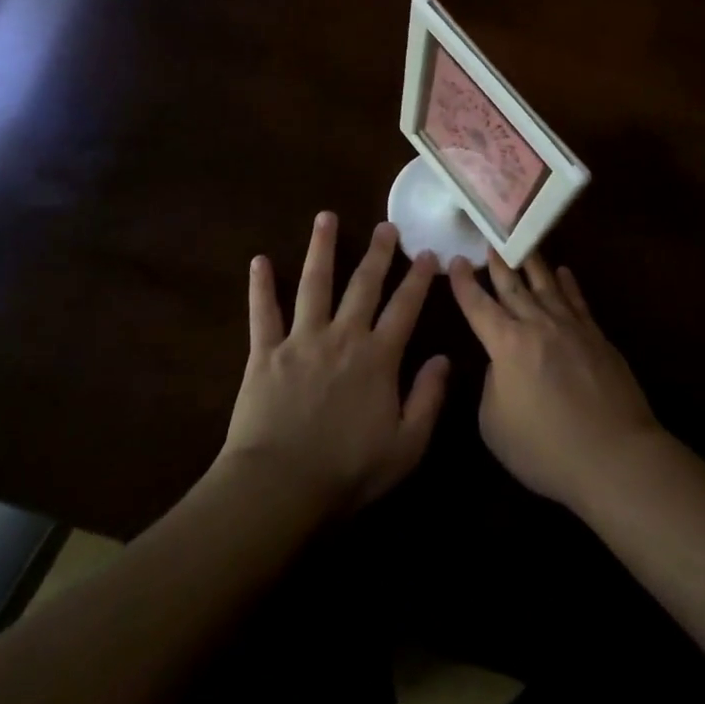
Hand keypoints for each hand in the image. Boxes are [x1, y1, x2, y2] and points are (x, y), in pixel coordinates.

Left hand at [221, 214, 449, 515]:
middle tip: (386, 225)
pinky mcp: (264, 353)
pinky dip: (261, 286)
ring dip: (322, 248)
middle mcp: (343, 336)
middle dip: (378, 252)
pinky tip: (260, 260)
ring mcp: (301, 340)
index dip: (418, 278)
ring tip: (326, 217)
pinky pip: (262, 313)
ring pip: (315, 284)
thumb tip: (444, 358)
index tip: (427, 253)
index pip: (405, 307)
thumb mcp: (406, 445)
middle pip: (364, 285)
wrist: (279, 487)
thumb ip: (428, 398)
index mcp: (378, 357)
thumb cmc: (347, 471)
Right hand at [450, 252, 660, 512]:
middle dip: (497, 263)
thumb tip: (502, 364)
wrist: (614, 456)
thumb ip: (492, 385)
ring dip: (531, 263)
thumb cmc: (545, 449)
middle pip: (513, 286)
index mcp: (507, 345)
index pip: (478, 306)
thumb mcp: (495, 425)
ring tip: (522, 243)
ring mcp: (571, 327)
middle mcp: (538, 325)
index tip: (454, 260)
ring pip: (547, 285)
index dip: (464, 284)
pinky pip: (578, 301)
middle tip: (488, 239)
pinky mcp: (598, 337)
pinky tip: (563, 272)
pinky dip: (568, 284)